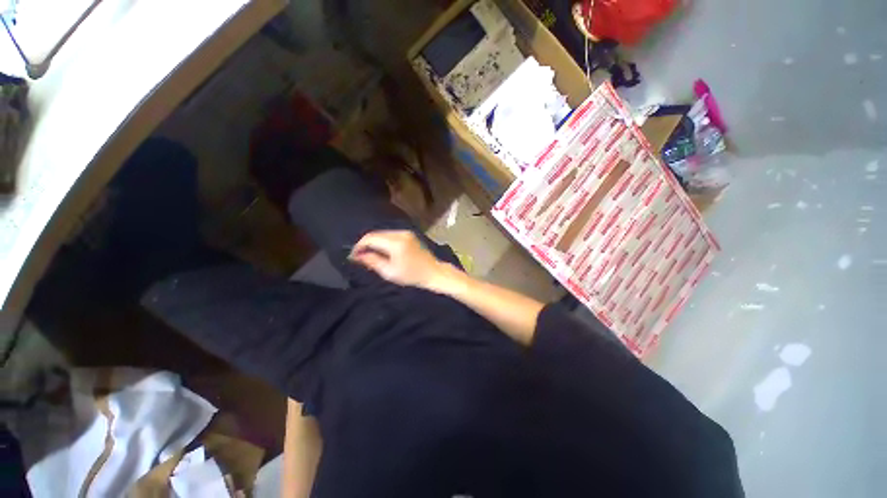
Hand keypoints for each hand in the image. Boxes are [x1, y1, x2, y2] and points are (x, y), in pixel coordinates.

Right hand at [349, 230, 451, 288]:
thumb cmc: (412, 275)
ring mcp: (406, 232)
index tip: (352, 256)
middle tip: (359, 257)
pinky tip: (382, 251)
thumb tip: (356, 256)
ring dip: (374, 242)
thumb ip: (372, 261)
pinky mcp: (409, 234)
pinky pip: (391, 235)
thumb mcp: (389, 272)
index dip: (359, 246)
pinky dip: (383, 241)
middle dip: (366, 244)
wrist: (433, 272)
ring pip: (383, 234)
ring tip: (370, 255)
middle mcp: (400, 233)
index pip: (370, 238)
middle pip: (376, 234)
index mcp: (396, 242)